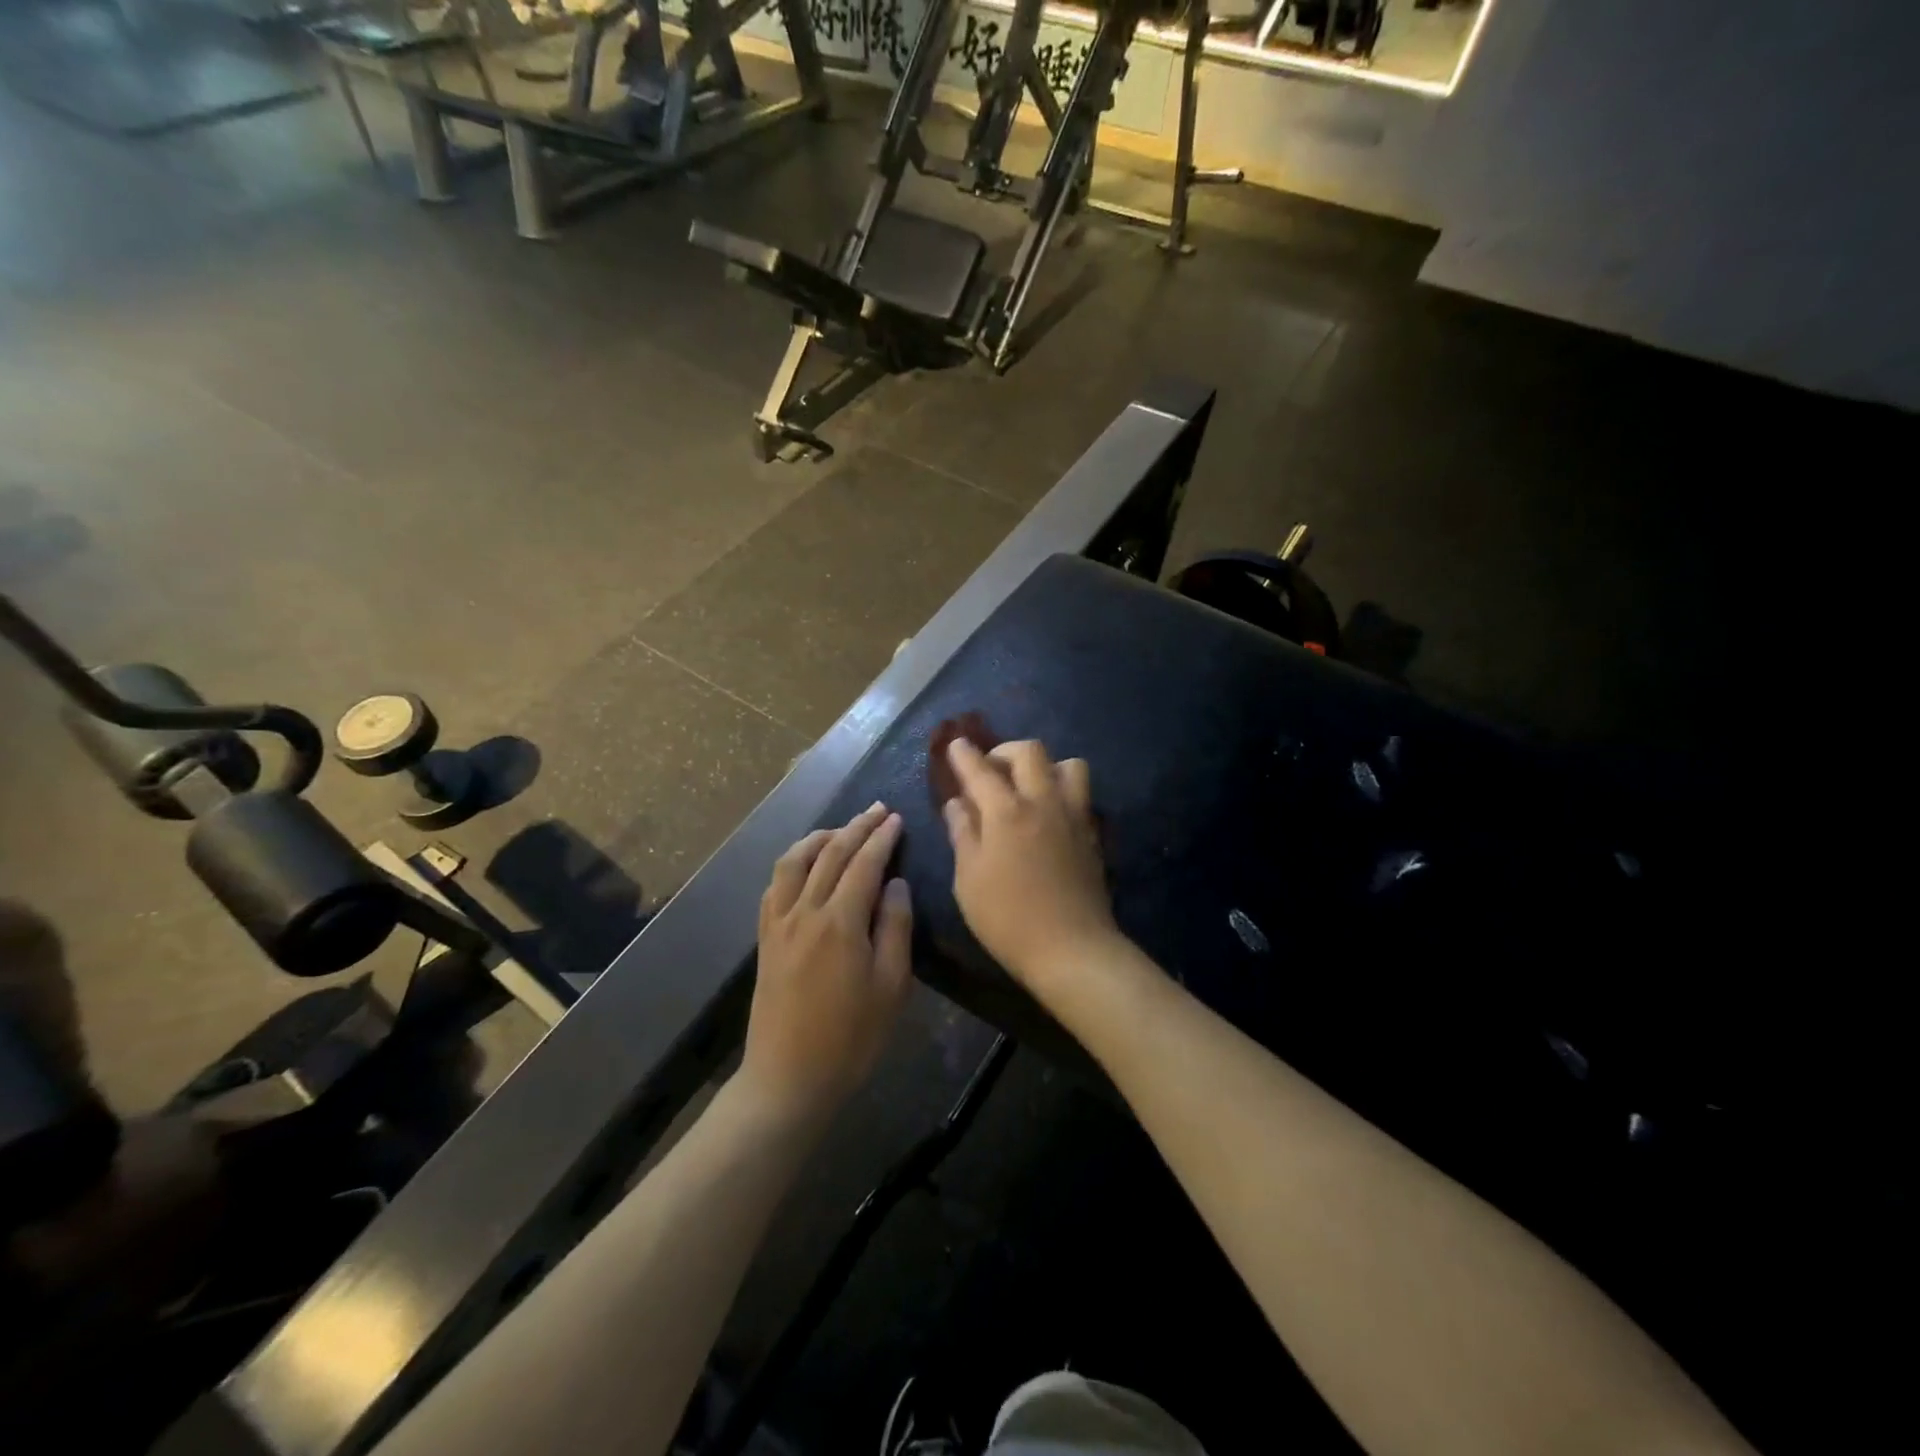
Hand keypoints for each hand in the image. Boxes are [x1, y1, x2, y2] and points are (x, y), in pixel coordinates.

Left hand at [744, 803, 912, 1121]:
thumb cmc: (851, 1038)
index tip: (896, 818)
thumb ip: (895, 928)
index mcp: (841, 922)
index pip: (864, 864)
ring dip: (819, 837)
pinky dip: (792, 863)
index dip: (881, 838)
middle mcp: (805, 911)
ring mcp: (779, 923)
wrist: (788, 1079)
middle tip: (876, 810)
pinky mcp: (765, 939)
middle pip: (830, 854)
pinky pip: (774, 886)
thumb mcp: (891, 987)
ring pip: (794, 861)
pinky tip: (804, 864)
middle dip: (855, 827)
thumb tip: (895, 883)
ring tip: (841, 829)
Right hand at [942, 739, 1118, 995]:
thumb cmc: (1008, 919)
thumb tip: (958, 803)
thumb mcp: (968, 880)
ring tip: (1028, 788)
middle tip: (990, 770)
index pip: (981, 769)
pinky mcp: (1092, 834)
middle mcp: (1043, 802)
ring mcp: (1073, 815)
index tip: (955, 744)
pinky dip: (1062, 791)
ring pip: (1068, 764)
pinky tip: (1049, 815)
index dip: (964, 754)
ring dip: (1045, 767)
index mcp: (1007, 812)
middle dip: (1005, 751)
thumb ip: (963, 834)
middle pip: (1030, 752)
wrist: (1072, 949)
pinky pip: (1080, 794)